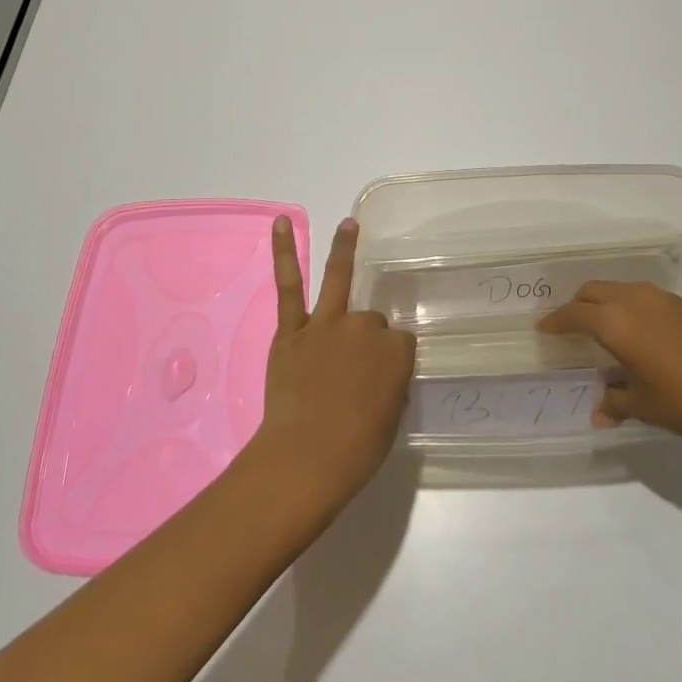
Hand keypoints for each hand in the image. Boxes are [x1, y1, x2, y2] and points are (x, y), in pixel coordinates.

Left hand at [252, 216, 414, 506]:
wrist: (306, 459)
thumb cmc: (357, 450)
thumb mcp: (392, 416)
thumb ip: (390, 382)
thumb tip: (379, 371)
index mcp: (397, 351)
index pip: (399, 343)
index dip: (389, 362)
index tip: (379, 383)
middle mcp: (365, 328)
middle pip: (371, 322)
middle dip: (365, 341)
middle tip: (349, 376)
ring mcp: (326, 325)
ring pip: (339, 282)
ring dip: (345, 248)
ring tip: (349, 224)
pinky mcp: (292, 331)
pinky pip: (289, 286)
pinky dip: (284, 253)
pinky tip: (282, 223)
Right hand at [537, 282, 681, 444]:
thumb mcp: (645, 406)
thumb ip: (615, 402)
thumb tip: (598, 411)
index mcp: (616, 322)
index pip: (574, 314)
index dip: (556, 321)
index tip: (543, 328)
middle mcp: (634, 300)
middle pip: (593, 292)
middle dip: (577, 306)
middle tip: (569, 327)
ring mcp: (661, 298)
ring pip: (619, 289)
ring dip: (603, 303)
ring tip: (602, 328)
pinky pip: (642, 296)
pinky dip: (628, 306)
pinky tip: (638, 332)